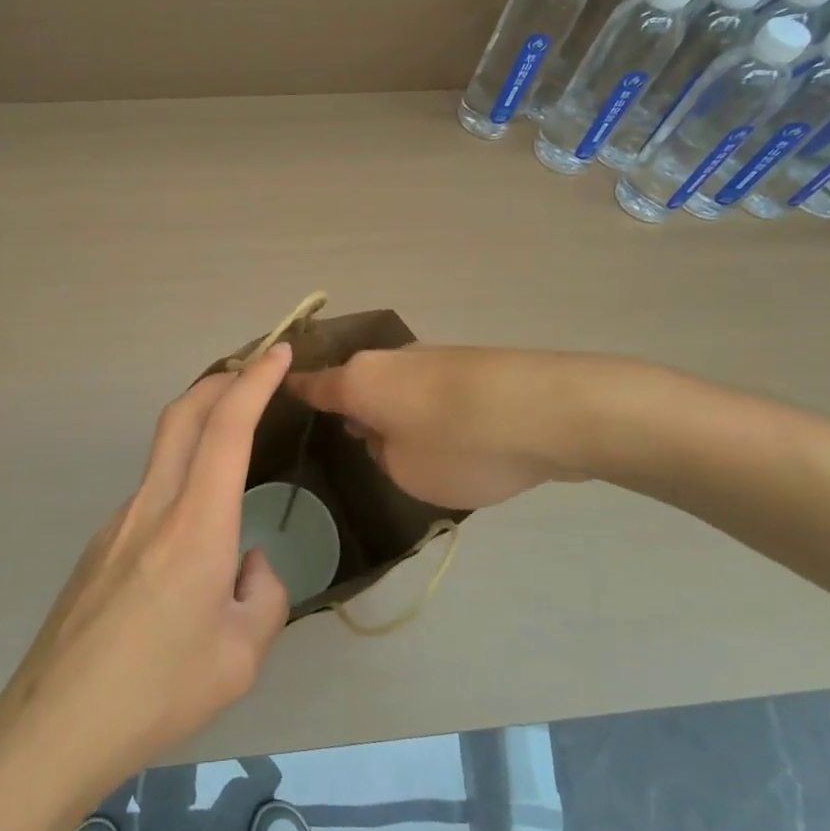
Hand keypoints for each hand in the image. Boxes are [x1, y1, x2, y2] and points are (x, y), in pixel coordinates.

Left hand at [0, 344, 293, 793]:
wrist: (57, 723)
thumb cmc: (159, 691)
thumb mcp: (241, 656)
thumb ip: (262, 596)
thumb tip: (247, 563)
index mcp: (195, 525)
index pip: (227, 428)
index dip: (255, 382)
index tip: (277, 354)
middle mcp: (153, 506)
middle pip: (183, 415)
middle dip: (221, 379)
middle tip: (254, 369)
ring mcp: (119, 522)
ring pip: (165, 452)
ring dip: (200, 428)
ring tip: (234, 451)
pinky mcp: (101, 544)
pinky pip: (151, 495)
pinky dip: (182, 481)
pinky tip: (193, 542)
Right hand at [287, 346, 596, 509]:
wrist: (550, 410)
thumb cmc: (459, 445)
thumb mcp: (406, 472)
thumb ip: (385, 455)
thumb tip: (389, 435)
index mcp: (360, 380)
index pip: (314, 385)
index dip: (296, 392)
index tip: (279, 392)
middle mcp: (390, 360)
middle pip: (361, 386)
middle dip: (359, 412)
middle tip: (363, 446)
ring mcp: (434, 358)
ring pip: (400, 389)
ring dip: (401, 414)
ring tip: (421, 452)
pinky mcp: (473, 365)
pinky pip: (436, 393)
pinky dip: (436, 413)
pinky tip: (461, 441)